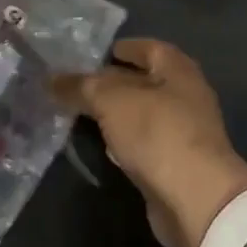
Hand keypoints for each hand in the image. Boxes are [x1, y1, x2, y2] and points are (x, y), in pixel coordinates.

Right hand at [54, 39, 246, 246]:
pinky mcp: (175, 165)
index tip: (95, 54)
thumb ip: (81, 86)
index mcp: (178, 71)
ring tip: (81, 112)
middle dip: (113, 82)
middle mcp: (186, 97)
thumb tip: (51, 79)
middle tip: (77, 84)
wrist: (195, 199)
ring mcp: (183, 133)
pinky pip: (144, 144)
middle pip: (145, 82)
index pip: (150, 48)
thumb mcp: (111, 101)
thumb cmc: (157, 134)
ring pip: (142, 115)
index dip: (124, 48)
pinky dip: (123, 141)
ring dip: (117, 113)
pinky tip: (102, 146)